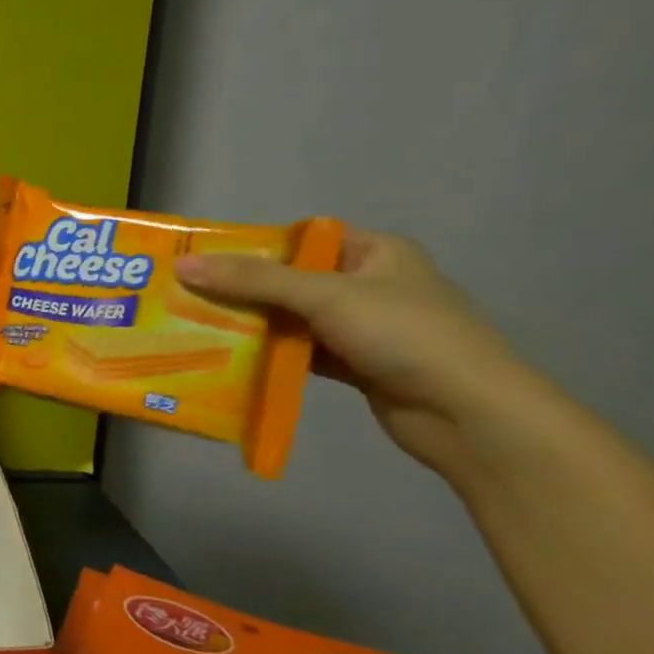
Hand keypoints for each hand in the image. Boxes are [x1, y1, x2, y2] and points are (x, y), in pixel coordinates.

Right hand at [174, 230, 538, 475]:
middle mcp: (369, 284)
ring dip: (254, 326)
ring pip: (293, 319)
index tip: (203, 260)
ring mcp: (364, 328)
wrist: (470, 415)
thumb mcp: (325, 296)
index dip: (253, 246)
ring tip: (198, 328)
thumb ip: (253, 281)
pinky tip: (233, 362)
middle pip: (291, 280)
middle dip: (243, 290)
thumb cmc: (405, 336)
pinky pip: (302, 353)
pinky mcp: (357, 365)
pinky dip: (272, 356)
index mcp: (375, 252)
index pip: (302, 239)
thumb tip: (183, 266)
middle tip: (188, 297)